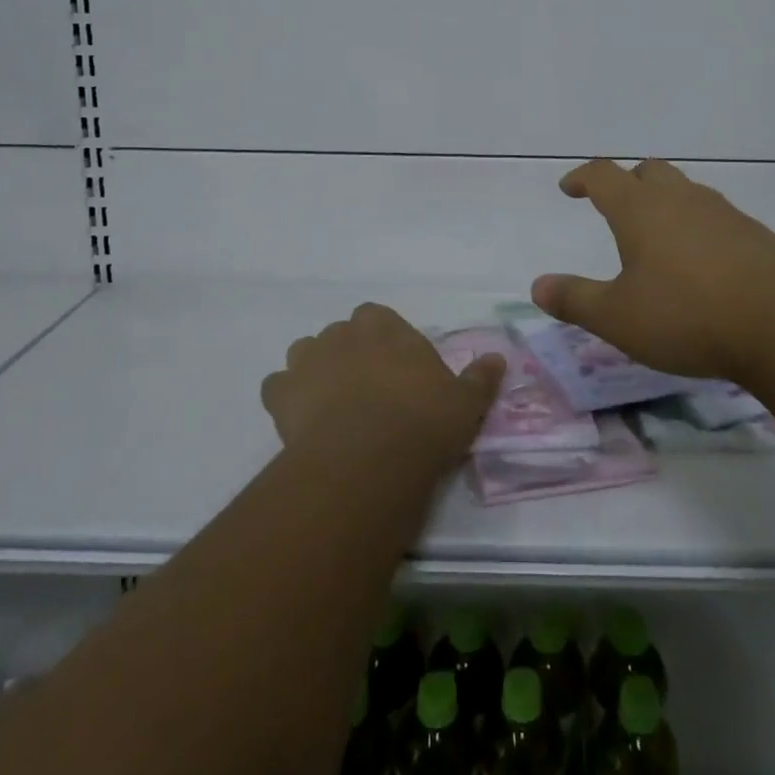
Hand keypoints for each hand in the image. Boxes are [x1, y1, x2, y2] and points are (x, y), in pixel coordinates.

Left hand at [260, 303, 504, 470]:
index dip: (383, 341)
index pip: (377, 317)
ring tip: (331, 404)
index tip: (394, 368)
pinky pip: (277, 388)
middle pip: (341, 334)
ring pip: (305, 354)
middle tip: (366, 391)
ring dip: (315, 371)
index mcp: (383, 325)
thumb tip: (497, 358)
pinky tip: (299, 421)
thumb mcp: (465, 402)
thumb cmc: (422, 421)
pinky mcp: (281, 394)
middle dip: (349, 354)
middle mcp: (342, 333)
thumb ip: (480, 378)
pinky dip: (285, 399)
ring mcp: (307, 360)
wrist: (368, 458)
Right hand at [531, 158, 774, 382]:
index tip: (569, 188)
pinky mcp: (753, 234)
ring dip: (664, 202)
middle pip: (647, 171)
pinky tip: (700, 261)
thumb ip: (575, 300)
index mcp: (640, 209)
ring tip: (656, 236)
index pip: (603, 174)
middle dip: (626, 182)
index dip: (582, 177)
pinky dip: (696, 225)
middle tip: (614, 205)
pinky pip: (713, 215)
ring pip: (684, 190)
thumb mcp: (618, 317)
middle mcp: (680, 199)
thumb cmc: (687, 315)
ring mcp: (721, 213)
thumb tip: (537, 287)